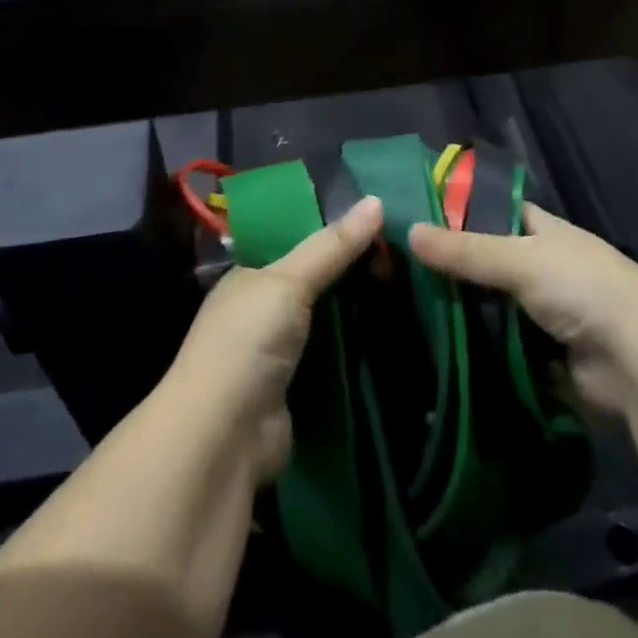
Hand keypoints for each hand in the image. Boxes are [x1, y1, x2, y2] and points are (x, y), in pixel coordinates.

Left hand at [169, 195, 384, 483]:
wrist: (224, 439)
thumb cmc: (248, 342)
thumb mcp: (288, 281)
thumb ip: (331, 246)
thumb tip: (377, 199)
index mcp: (250, 276)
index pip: (297, 241)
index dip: (335, 229)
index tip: (382, 219)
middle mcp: (261, 311)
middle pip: (316, 281)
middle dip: (354, 271)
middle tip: (408, 254)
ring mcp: (278, 354)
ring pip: (328, 321)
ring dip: (361, 312)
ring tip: (413, 287)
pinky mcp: (298, 391)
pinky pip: (335, 360)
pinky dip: (359, 351)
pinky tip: (397, 335)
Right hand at [409, 205, 637, 413]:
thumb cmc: (581, 289)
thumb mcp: (520, 259)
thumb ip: (465, 250)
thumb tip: (409, 232)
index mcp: (543, 232)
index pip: (495, 211)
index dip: (460, 212)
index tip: (415, 216)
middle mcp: (542, 268)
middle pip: (487, 262)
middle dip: (451, 268)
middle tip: (396, 271)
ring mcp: (542, 314)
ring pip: (490, 307)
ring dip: (459, 313)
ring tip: (404, 311)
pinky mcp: (540, 357)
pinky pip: (498, 348)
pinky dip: (474, 350)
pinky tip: (433, 350)